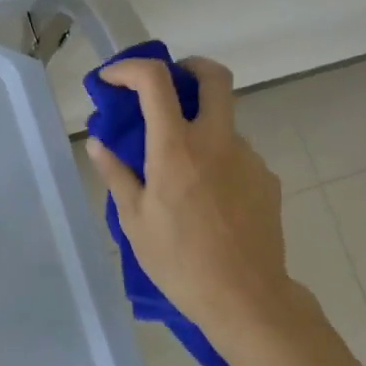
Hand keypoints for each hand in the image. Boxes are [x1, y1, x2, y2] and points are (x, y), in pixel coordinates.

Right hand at [87, 57, 304, 347]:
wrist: (246, 298)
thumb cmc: (180, 262)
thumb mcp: (134, 222)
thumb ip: (116, 174)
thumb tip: (98, 143)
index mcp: (176, 148)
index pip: (155, 81)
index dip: (130, 68)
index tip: (112, 79)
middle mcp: (217, 141)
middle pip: (213, 77)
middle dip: (189, 67)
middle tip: (169, 85)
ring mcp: (248, 157)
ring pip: (224, 122)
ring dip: (201, 128)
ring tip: (182, 173)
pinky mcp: (267, 178)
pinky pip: (237, 156)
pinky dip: (218, 161)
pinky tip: (209, 200)